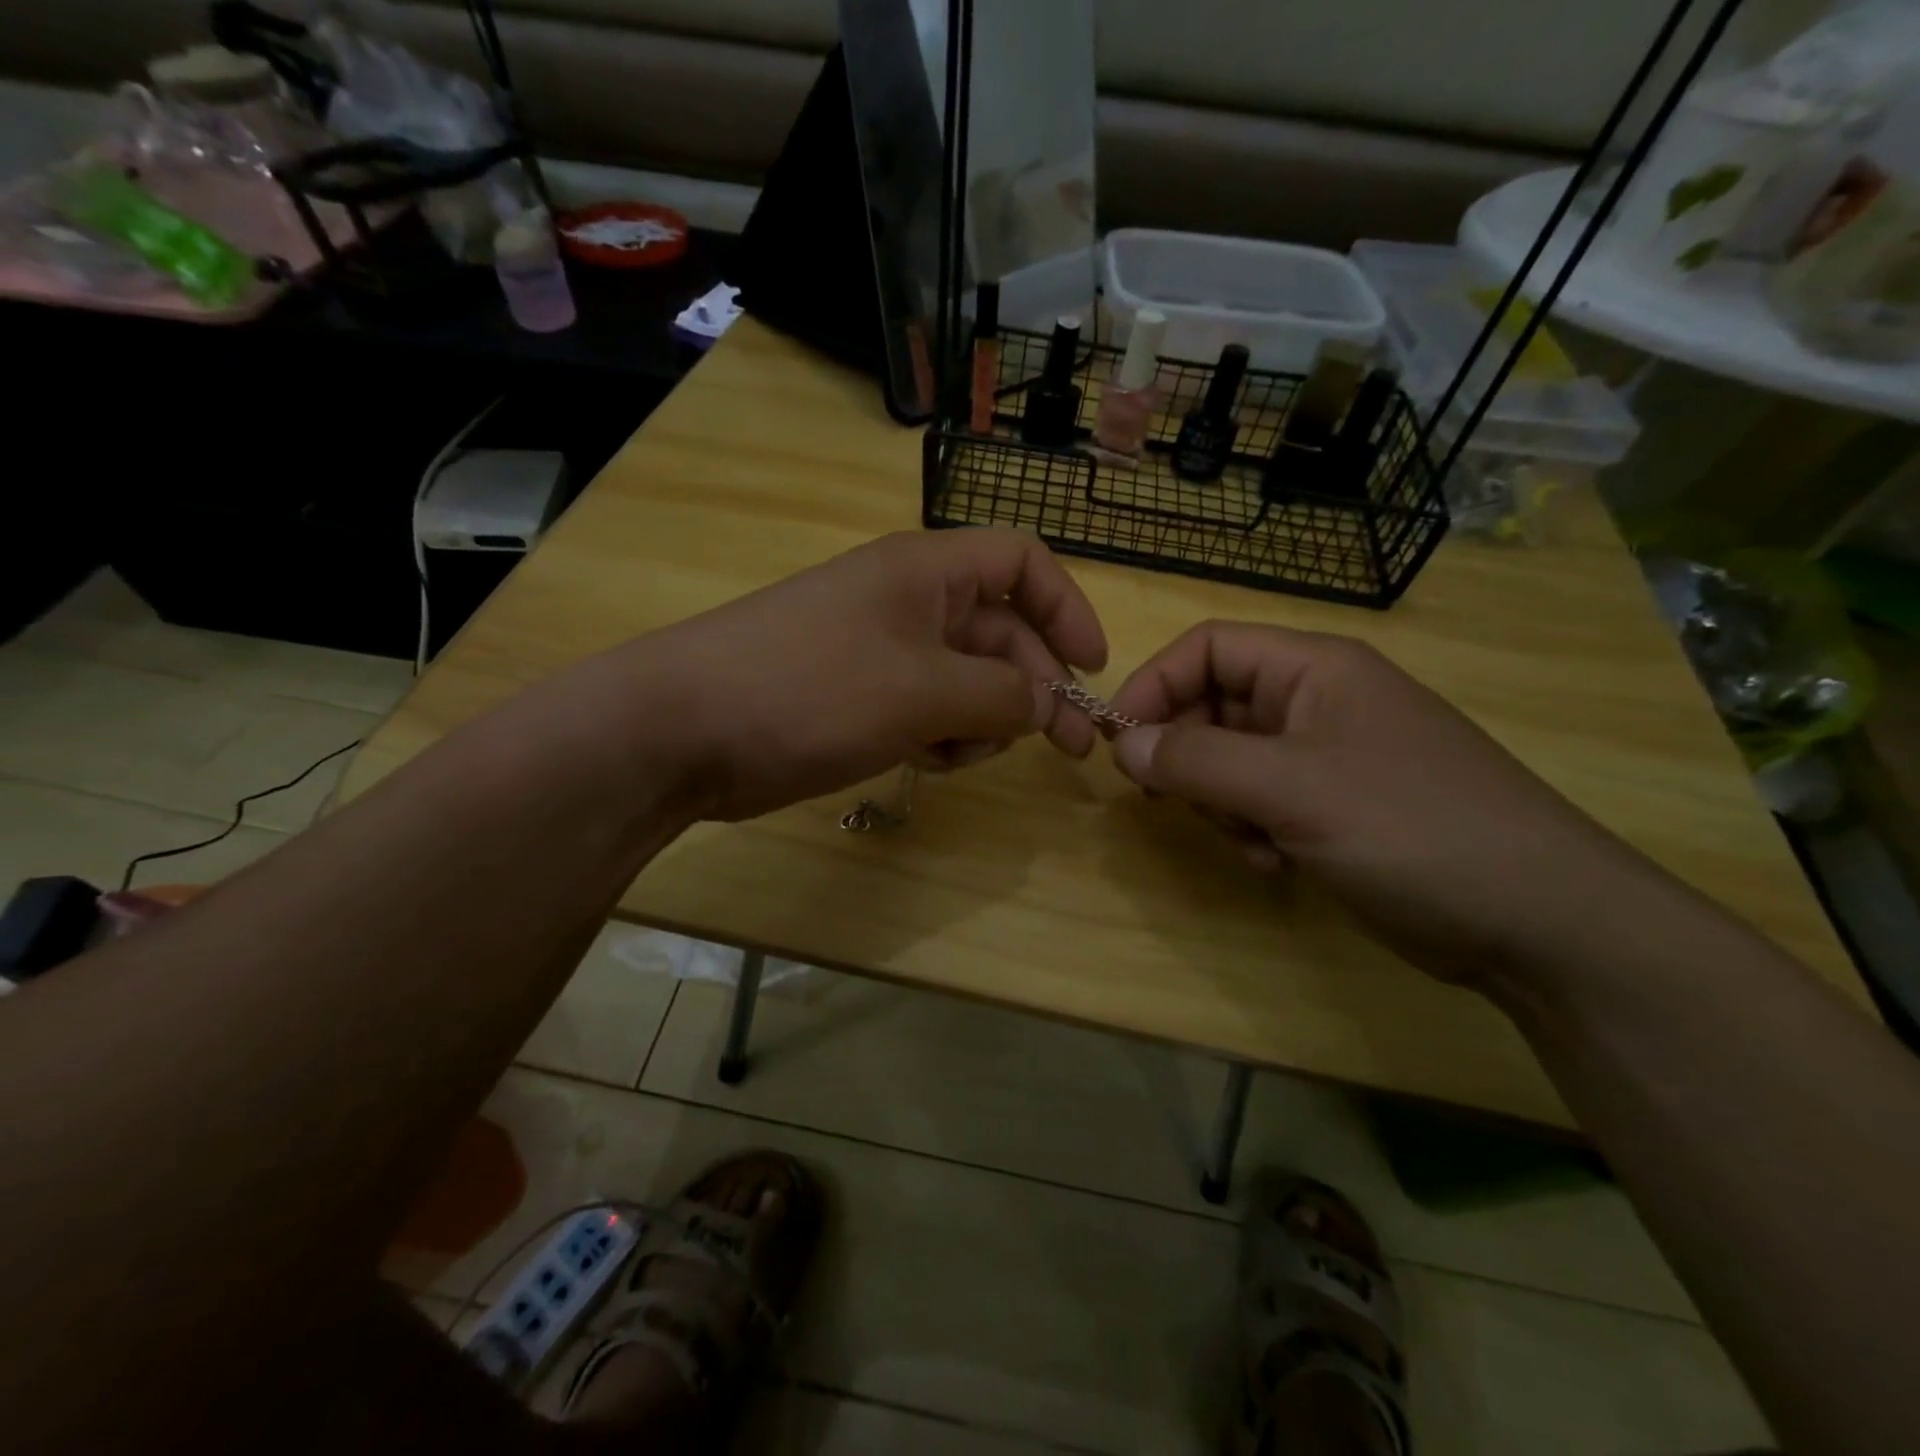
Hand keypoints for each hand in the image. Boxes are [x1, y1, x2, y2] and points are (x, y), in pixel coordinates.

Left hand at [637, 530, 1107, 821]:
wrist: (685, 729)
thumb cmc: (812, 689)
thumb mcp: (923, 690)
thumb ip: (1001, 693)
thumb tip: (1048, 701)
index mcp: (928, 572)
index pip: (1021, 562)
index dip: (1066, 608)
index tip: (1092, 668)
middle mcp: (909, 603)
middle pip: (1000, 632)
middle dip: (1034, 687)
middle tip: (1066, 747)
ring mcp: (881, 652)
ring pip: (966, 680)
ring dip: (982, 720)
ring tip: (963, 754)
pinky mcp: (858, 697)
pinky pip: (926, 710)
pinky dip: (941, 736)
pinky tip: (926, 763)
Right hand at [1106, 622, 1668, 989]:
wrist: (1540, 923)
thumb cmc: (1412, 829)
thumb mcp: (1291, 788)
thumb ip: (1197, 761)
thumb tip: (1123, 745)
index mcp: (1314, 669)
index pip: (1208, 647)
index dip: (1155, 685)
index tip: (1120, 743)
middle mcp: (1317, 702)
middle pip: (1213, 706)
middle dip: (1189, 757)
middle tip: (1177, 804)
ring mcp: (1328, 757)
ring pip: (1231, 761)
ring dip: (1221, 803)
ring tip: (1251, 841)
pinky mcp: (1335, 807)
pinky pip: (1261, 802)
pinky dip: (1251, 830)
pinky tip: (1275, 864)